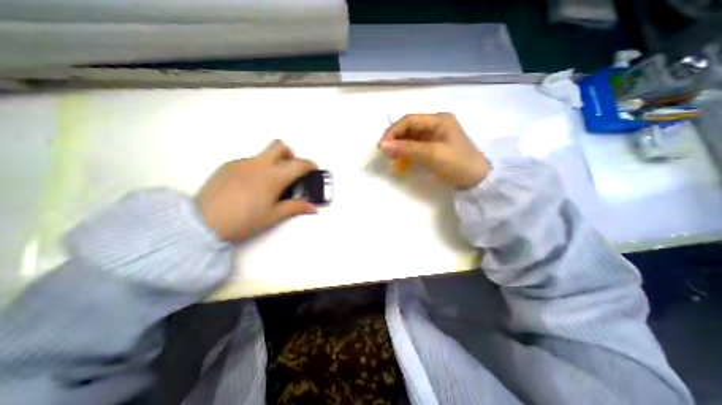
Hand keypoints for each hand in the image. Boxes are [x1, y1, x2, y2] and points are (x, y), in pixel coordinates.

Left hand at [197, 141, 319, 241]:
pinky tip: (250, 185)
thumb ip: (296, 207)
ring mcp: (241, 163)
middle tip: (292, 169)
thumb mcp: (274, 216)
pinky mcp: (227, 166)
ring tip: (269, 182)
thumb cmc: (244, 220)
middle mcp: (259, 164)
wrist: (202, 223)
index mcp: (273, 176)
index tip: (313, 168)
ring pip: (263, 154)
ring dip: (273, 162)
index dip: (309, 165)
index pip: (298, 164)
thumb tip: (314, 208)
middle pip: (280, 146)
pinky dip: (257, 168)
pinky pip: (249, 161)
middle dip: (291, 154)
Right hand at [379, 113, 489, 189]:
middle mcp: (435, 124)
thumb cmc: (457, 163)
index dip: (393, 131)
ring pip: (410, 138)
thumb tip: (383, 145)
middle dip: (395, 139)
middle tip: (385, 153)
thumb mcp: (432, 154)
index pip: (409, 120)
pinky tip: (400, 160)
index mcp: (438, 119)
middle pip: (409, 128)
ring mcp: (434, 137)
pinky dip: (406, 153)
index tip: (382, 146)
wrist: (477, 181)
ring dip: (399, 147)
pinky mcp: (433, 148)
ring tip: (391, 158)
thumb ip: (407, 148)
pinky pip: (415, 147)